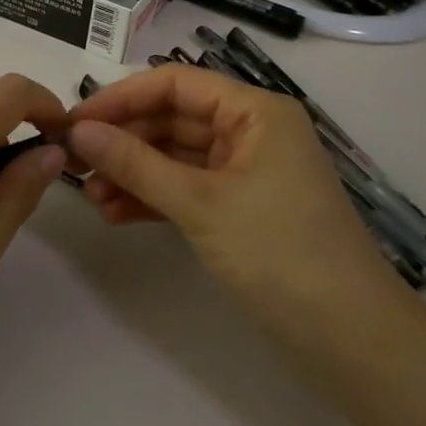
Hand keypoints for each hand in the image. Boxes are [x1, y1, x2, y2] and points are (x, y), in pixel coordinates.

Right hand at [66, 65, 408, 343]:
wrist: (351, 341)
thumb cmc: (280, 253)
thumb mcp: (201, 204)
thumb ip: (136, 164)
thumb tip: (79, 131)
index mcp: (255, 111)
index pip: (176, 84)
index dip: (122, 98)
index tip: (75, 121)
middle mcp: (251, 131)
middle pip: (173, 119)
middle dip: (124, 140)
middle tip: (73, 162)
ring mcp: (247, 172)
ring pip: (176, 157)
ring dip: (134, 172)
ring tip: (90, 196)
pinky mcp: (241, 209)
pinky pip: (187, 190)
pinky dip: (153, 198)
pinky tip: (115, 214)